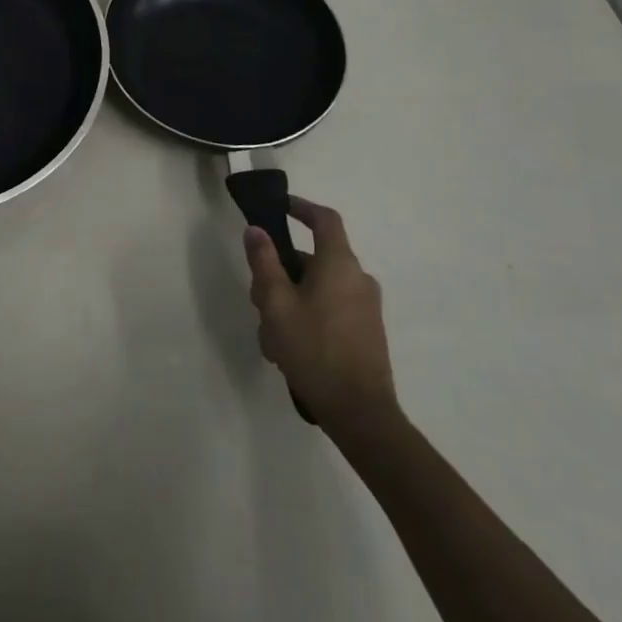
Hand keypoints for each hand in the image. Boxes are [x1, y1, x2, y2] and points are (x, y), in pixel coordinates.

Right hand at [244, 198, 400, 445]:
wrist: (360, 414)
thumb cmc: (314, 349)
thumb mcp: (276, 303)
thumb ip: (263, 261)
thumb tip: (256, 230)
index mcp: (339, 264)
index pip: (324, 219)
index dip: (301, 207)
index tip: (279, 207)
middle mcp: (358, 279)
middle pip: (313, 259)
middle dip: (281, 272)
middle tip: (257, 296)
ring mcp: (365, 308)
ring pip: (317, 288)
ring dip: (290, 300)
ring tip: (270, 335)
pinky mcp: (365, 334)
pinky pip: (330, 310)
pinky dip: (307, 317)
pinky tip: (288, 350)